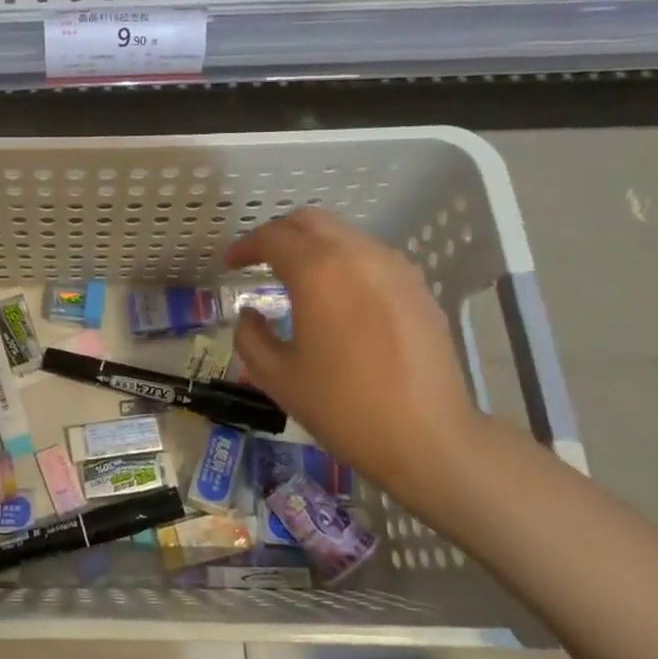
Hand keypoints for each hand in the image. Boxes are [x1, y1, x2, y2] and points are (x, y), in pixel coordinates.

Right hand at [226, 208, 483, 510]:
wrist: (428, 437)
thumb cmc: (342, 406)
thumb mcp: (277, 376)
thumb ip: (250, 336)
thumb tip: (250, 314)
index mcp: (317, 270)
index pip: (272, 237)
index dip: (245, 247)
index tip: (230, 264)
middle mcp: (357, 254)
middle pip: (310, 221)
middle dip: (279, 235)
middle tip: (260, 263)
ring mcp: (394, 268)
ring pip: (344, 235)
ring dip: (314, 247)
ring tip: (298, 280)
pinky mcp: (417, 288)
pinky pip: (371, 257)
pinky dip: (345, 263)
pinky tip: (339, 298)